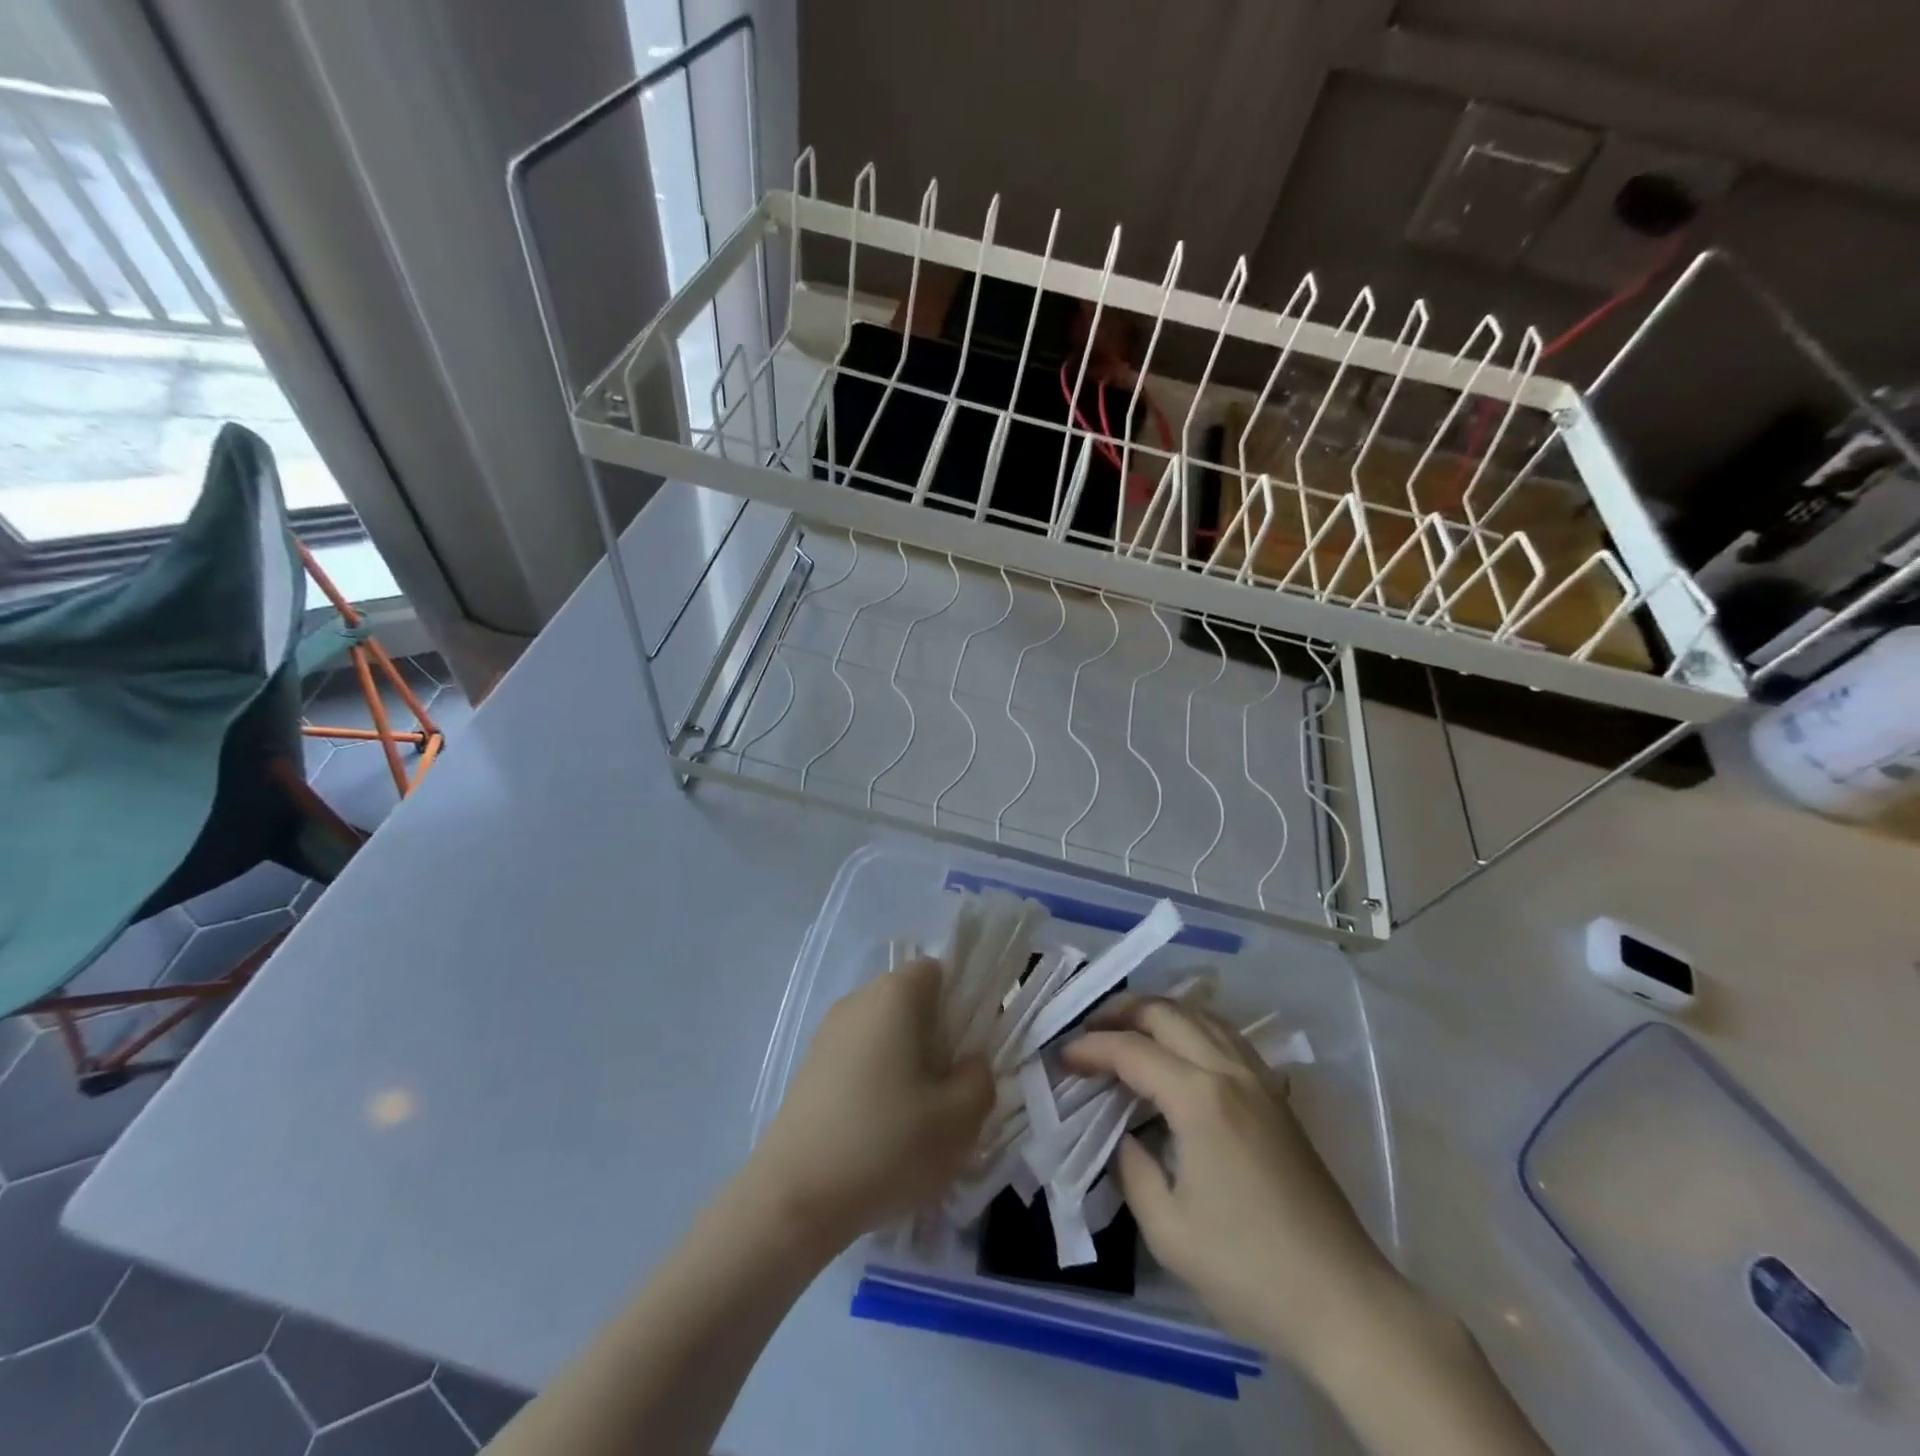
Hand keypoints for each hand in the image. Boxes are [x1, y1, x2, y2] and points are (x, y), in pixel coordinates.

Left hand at [750, 959, 992, 1254]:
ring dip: (907, 1065)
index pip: (938, 971)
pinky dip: (877, 1084)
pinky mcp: (809, 1069)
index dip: (961, 1003)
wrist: (793, 1199)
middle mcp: (858, 1001)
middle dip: (937, 1038)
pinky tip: (880, 1133)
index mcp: (894, 995)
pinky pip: (859, 1059)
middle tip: (949, 1091)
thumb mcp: (959, 1119)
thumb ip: (980, 1078)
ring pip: (885, 1034)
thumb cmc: (885, 1145)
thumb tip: (969, 1063)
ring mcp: (827, 1034)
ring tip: (917, 1120)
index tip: (969, 1050)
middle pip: (911, 1003)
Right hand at [1063, 1000, 1396, 1371]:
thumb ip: (1132, 1171)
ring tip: (1127, 1029)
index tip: (1062, 1057)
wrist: (1344, 1301)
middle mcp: (1230, 1072)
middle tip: (1089, 1030)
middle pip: (1168, 1013)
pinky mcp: (1277, 1097)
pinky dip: (1193, 1027)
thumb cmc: (1250, 1270)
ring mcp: (1260, 1080)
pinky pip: (1227, 1037)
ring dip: (1159, 1013)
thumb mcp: (1169, 1231)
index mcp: (1200, 1099)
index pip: (1132, 1051)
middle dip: (1122, 1012)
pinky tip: (1181, 1050)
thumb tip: (1126, 1139)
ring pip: (1202, 1016)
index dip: (1091, 1049)